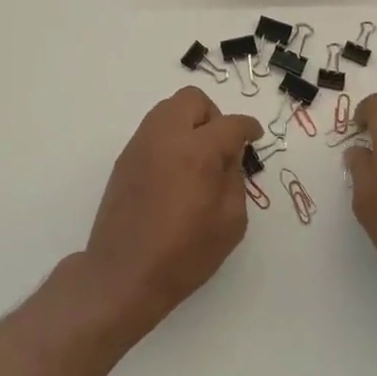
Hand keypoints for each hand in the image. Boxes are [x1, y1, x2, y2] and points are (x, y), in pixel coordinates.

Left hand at [83, 87, 262, 335]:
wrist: (122, 275)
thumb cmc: (183, 255)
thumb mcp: (230, 223)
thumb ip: (235, 180)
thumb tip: (229, 157)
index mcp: (197, 151)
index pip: (230, 124)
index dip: (248, 127)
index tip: (254, 136)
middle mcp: (166, 136)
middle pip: (193, 100)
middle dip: (213, 116)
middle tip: (220, 147)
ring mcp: (140, 144)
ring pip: (169, 109)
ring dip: (188, 122)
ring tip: (197, 159)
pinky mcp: (124, 158)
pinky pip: (153, 130)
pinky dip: (169, 138)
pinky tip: (174, 172)